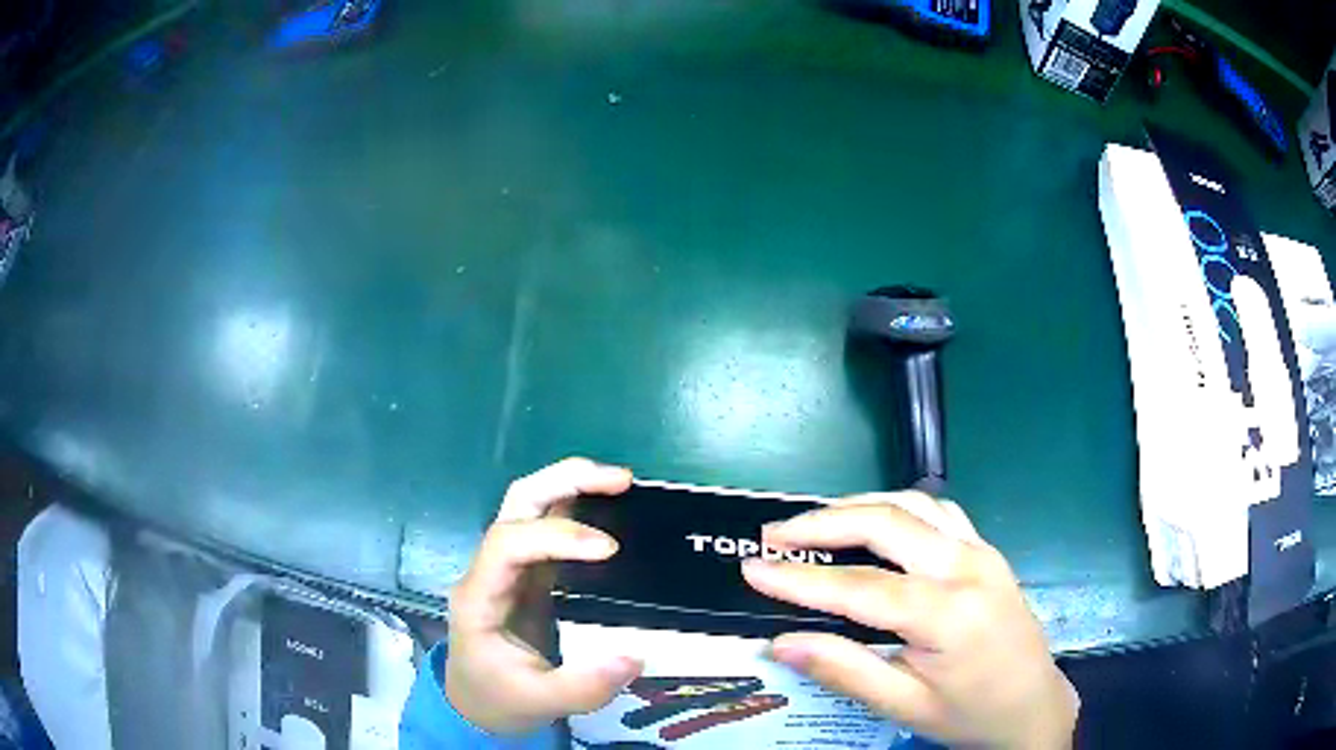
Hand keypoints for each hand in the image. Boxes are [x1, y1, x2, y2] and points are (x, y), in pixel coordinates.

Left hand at [445, 458, 643, 734]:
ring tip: (622, 483)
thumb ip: (583, 686)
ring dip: (572, 483)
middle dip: (565, 480)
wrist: (477, 702)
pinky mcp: (530, 572)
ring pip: (531, 502)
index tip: (609, 549)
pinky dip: (580, 506)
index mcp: (480, 596)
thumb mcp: (540, 702)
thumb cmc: (499, 699)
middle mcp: (490, 568)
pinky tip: (613, 510)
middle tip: (622, 481)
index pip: (508, 543)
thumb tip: (634, 656)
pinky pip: (550, 526)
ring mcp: (510, 566)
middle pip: (517, 501)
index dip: (557, 536)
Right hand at [741, 493, 1077, 749]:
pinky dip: (897, 507)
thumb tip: (780, 643)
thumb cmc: (969, 714)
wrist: (1033, 706)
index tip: (752, 569)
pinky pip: (939, 512)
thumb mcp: (904, 706)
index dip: (800, 579)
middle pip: (887, 523)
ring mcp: (982, 552)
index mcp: (948, 615)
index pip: (860, 586)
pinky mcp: (987, 550)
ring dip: (859, 506)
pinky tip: (876, 522)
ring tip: (814, 522)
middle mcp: (967, 568)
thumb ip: (844, 670)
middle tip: (774, 535)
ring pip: (914, 504)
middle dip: (823, 523)